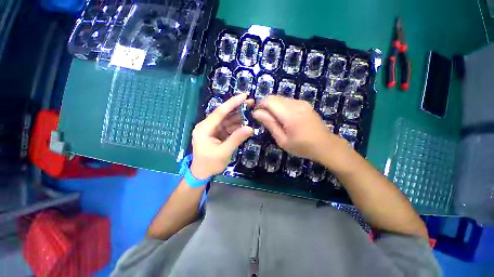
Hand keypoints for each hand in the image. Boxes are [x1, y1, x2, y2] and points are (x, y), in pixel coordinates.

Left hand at [190, 94, 253, 179]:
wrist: (202, 173)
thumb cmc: (210, 164)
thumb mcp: (223, 152)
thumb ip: (236, 139)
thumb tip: (250, 128)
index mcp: (204, 128)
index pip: (219, 112)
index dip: (232, 103)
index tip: (244, 95)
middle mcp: (207, 126)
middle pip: (224, 114)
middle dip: (237, 108)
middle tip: (251, 102)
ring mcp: (212, 129)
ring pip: (227, 120)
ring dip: (239, 117)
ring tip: (251, 113)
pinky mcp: (217, 134)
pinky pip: (228, 127)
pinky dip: (237, 126)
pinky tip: (245, 125)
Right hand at [252, 95, 347, 162]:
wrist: (325, 145)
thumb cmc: (302, 146)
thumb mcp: (282, 140)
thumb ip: (269, 124)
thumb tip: (256, 113)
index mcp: (290, 114)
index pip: (269, 101)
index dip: (259, 106)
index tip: (256, 115)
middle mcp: (296, 104)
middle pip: (274, 97)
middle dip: (265, 106)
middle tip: (264, 119)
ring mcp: (301, 102)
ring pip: (280, 98)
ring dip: (273, 106)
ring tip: (274, 120)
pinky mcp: (304, 104)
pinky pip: (287, 101)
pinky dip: (280, 106)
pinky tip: (283, 118)